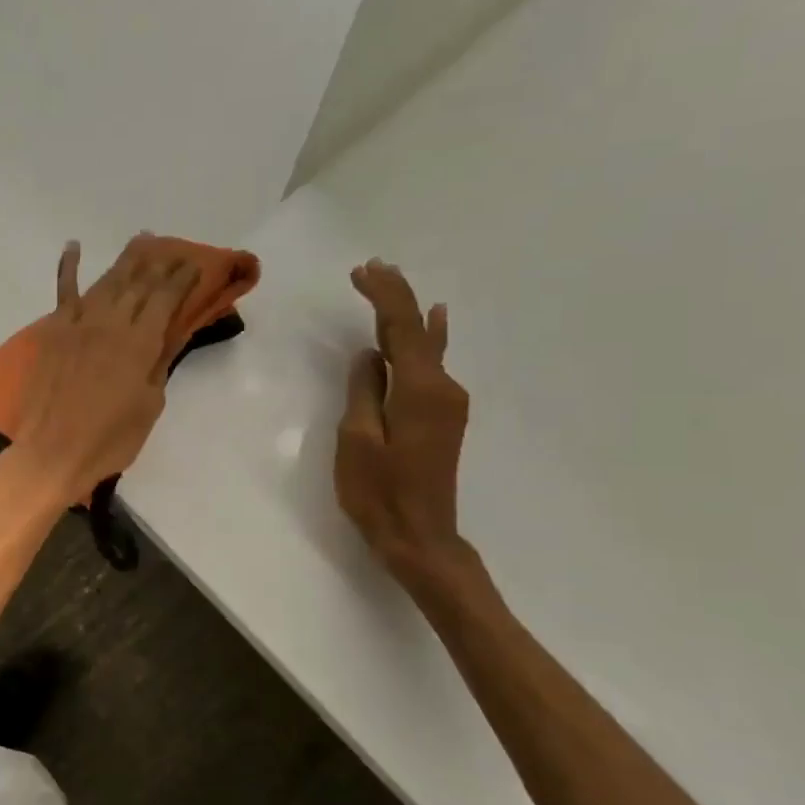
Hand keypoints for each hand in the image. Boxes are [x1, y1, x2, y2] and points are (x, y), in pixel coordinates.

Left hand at [2, 236, 199, 506]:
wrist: (53, 452)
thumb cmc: (110, 439)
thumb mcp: (149, 406)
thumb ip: (158, 367)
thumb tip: (165, 340)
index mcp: (139, 343)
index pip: (165, 300)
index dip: (181, 279)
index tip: (194, 264)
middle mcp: (110, 323)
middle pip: (138, 284)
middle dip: (159, 263)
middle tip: (173, 248)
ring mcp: (78, 324)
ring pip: (106, 282)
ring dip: (126, 260)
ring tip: (142, 240)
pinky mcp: (54, 333)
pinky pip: (63, 294)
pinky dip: (68, 268)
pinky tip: (74, 247)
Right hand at [337, 260, 473, 590]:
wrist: (420, 536)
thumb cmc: (379, 492)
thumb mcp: (357, 439)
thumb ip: (363, 391)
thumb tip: (368, 355)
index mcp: (418, 389)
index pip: (401, 327)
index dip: (382, 296)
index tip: (360, 272)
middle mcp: (442, 387)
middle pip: (418, 330)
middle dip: (395, 297)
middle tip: (372, 267)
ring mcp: (447, 402)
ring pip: (426, 345)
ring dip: (407, 314)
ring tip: (391, 284)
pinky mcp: (443, 416)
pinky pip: (431, 363)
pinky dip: (424, 338)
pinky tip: (435, 321)